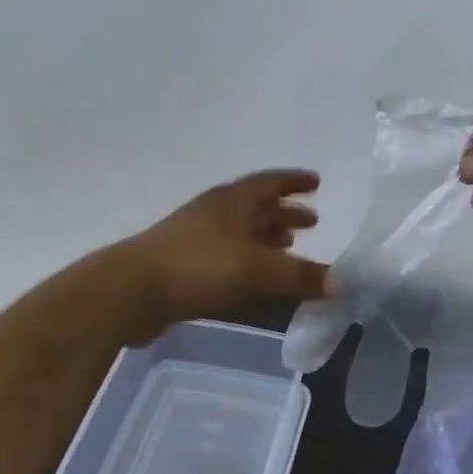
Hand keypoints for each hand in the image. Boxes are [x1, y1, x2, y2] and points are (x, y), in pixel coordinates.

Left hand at [111, 170, 332, 342]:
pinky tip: (256, 278)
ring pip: (241, 231)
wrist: (131, 291)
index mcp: (233, 200)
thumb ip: (300, 276)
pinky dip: (249, 260)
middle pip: (257, 206)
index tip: (317, 183)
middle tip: (312, 222)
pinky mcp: (184, 264)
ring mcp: (196, 237)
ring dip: (267, 237)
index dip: (294, 182)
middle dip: (285, 213)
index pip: (270, 182)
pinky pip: (228, 254)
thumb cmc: (199, 267)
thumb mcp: (257, 270)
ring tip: (289, 247)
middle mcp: (216, 212)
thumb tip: (341, 283)